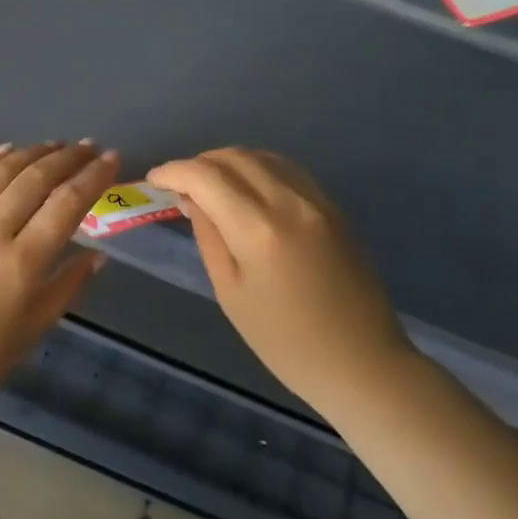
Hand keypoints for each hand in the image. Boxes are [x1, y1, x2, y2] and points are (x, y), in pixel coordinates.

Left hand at [0, 142, 121, 417]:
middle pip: (36, 179)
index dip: (93, 177)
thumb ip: (67, 286)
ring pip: (1, 172)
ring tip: (54, 145)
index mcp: (22, 262)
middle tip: (87, 146)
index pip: (66, 204)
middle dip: (67, 158)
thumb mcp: (33, 329)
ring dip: (31, 153)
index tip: (111, 158)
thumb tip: (98, 255)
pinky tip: (5, 151)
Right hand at [147, 149, 413, 413]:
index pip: (205, 176)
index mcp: (258, 229)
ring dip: (228, 161)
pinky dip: (258, 168)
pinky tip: (246, 189)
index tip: (155, 180)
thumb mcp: (231, 293)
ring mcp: (316, 200)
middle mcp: (288, 201)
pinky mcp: (332, 206)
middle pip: (234, 157)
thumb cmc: (286, 342)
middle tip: (179, 185)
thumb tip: (192, 199)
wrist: (362, 362)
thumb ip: (209, 236)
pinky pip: (286, 169)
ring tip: (210, 185)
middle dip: (199, 163)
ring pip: (262, 156)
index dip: (173, 171)